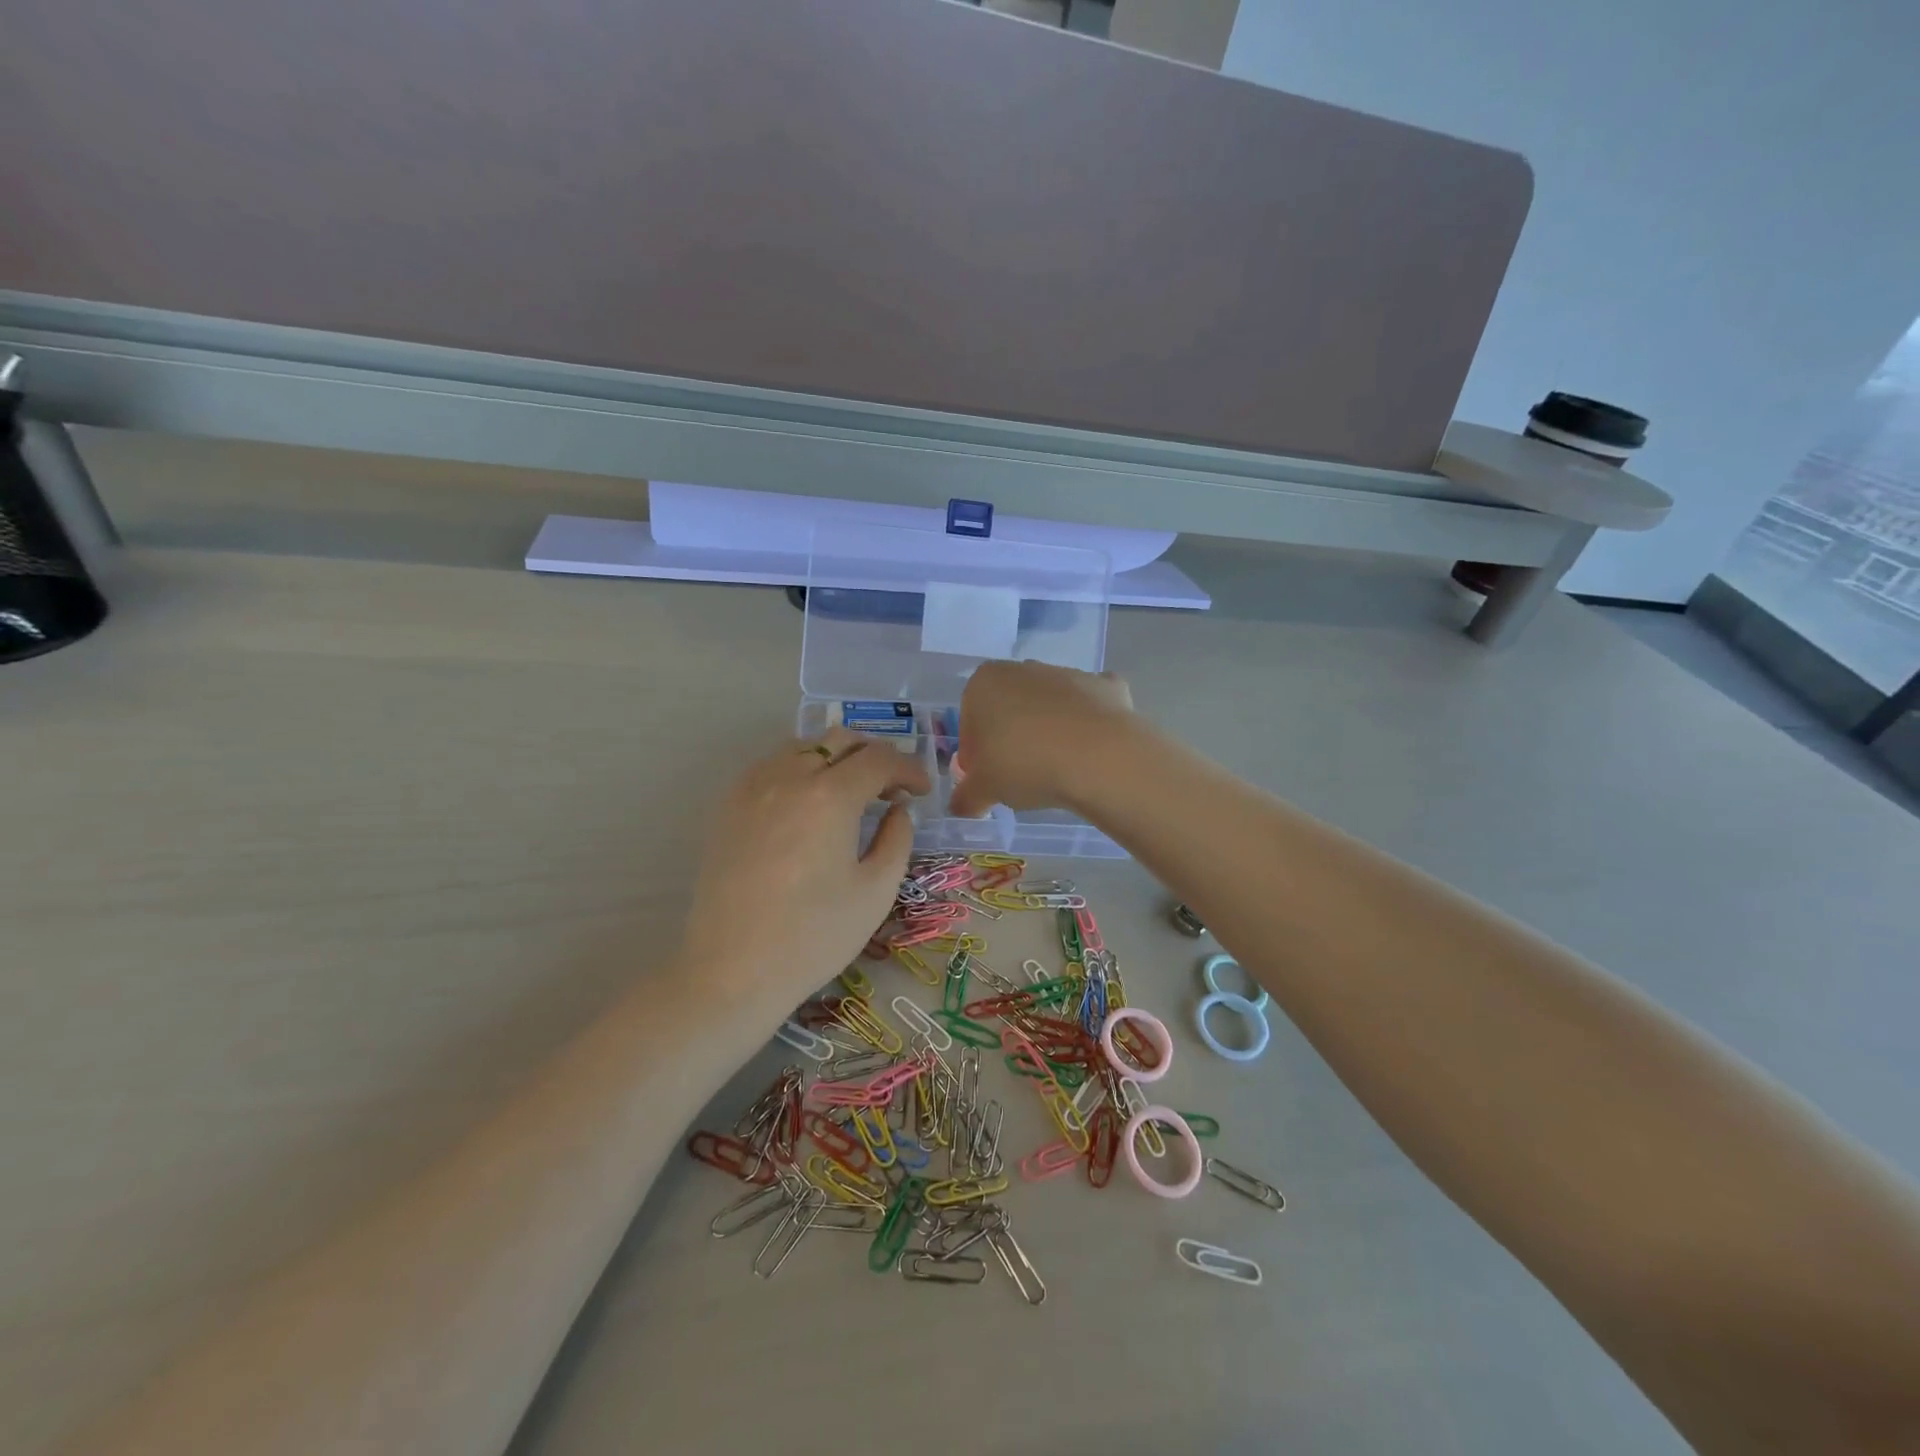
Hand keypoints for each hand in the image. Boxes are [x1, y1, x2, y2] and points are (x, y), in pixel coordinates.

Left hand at [679, 729, 929, 1012]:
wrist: (732, 970)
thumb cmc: (814, 936)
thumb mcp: (875, 891)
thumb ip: (897, 839)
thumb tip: (899, 810)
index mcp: (830, 797)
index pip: (879, 759)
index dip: (909, 768)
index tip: (922, 791)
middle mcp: (789, 777)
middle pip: (840, 740)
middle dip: (874, 755)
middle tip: (891, 788)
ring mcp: (752, 787)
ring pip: (803, 746)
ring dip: (835, 758)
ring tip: (850, 792)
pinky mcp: (729, 804)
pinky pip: (771, 765)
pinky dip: (800, 768)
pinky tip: (808, 803)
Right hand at [948, 661, 1135, 817]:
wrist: (1100, 757)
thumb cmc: (1025, 764)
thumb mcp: (984, 789)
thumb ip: (966, 797)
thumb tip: (960, 806)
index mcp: (985, 682)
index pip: (969, 720)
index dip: (974, 754)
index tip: (985, 780)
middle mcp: (1025, 669)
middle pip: (1009, 709)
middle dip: (1010, 739)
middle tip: (1018, 778)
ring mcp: (1069, 673)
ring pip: (1049, 707)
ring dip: (1048, 733)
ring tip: (1056, 772)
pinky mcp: (1107, 686)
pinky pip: (1089, 709)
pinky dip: (1089, 726)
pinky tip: (1090, 754)